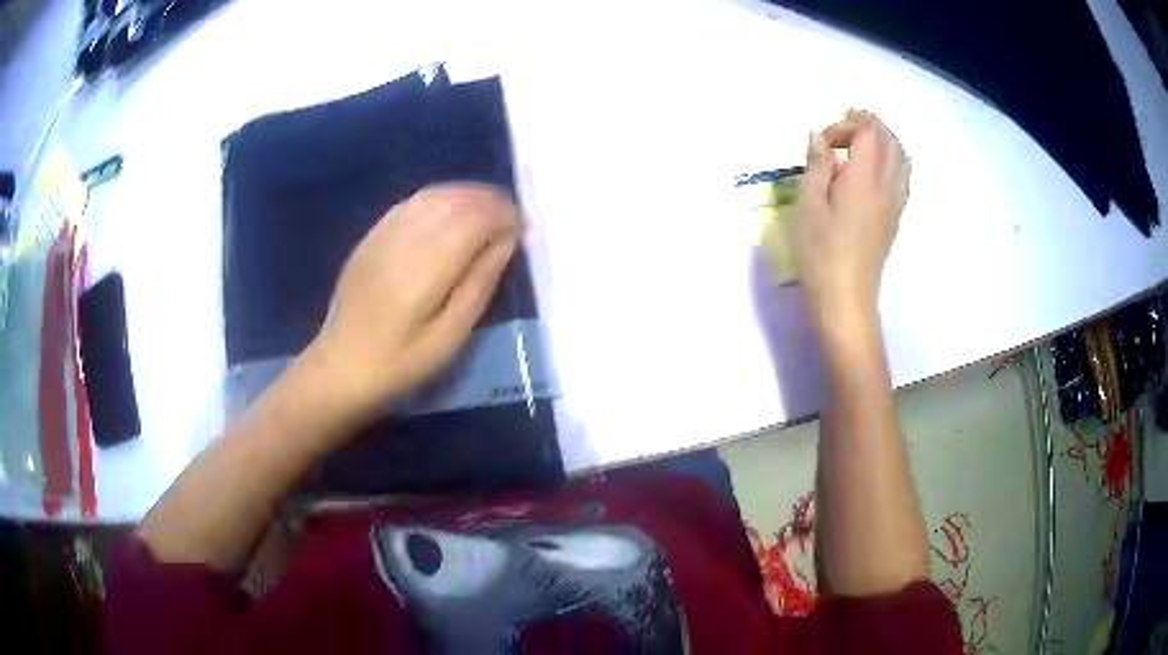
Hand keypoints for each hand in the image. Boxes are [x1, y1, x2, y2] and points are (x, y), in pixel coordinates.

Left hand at [312, 183, 519, 417]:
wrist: (341, 366)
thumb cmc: (400, 363)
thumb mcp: (450, 337)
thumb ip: (480, 283)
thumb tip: (507, 240)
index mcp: (425, 268)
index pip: (474, 220)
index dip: (504, 215)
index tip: (524, 226)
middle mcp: (404, 239)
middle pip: (455, 201)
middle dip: (490, 201)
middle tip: (513, 215)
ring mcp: (383, 234)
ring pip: (433, 195)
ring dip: (467, 194)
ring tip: (490, 207)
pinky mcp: (371, 236)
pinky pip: (412, 202)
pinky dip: (440, 198)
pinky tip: (453, 209)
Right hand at [792, 110, 909, 333]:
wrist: (846, 299)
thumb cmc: (821, 254)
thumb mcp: (808, 206)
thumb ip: (816, 166)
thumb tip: (819, 138)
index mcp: (865, 180)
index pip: (869, 132)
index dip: (846, 124)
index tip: (823, 143)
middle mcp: (887, 186)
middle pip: (890, 140)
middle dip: (868, 125)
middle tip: (841, 129)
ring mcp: (895, 203)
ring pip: (901, 157)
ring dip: (882, 142)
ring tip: (857, 146)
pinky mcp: (895, 218)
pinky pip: (902, 177)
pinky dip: (889, 161)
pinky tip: (870, 172)